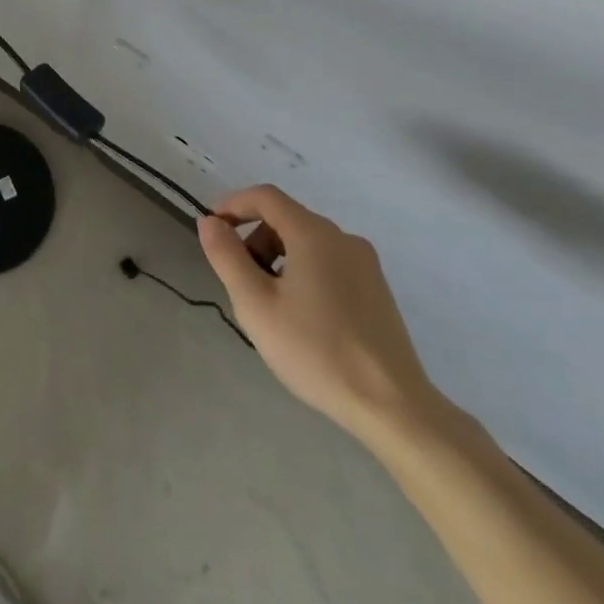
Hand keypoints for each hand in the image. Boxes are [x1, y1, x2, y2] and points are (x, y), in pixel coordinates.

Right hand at [199, 185, 444, 447]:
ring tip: (270, 306)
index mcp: (314, 234)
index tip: (212, 230)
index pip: (265, 196)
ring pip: (308, 243)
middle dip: (254, 239)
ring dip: (278, 259)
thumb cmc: (316, 351)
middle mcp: (343, 238)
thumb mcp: (256, 304)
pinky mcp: (377, 290)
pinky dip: (303, 273)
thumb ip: (227, 256)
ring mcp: (366, 264)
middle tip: (240, 282)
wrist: (393, 407)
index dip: (232, 205)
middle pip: (286, 219)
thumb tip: (210, 222)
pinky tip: (302, 318)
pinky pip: (329, 264)